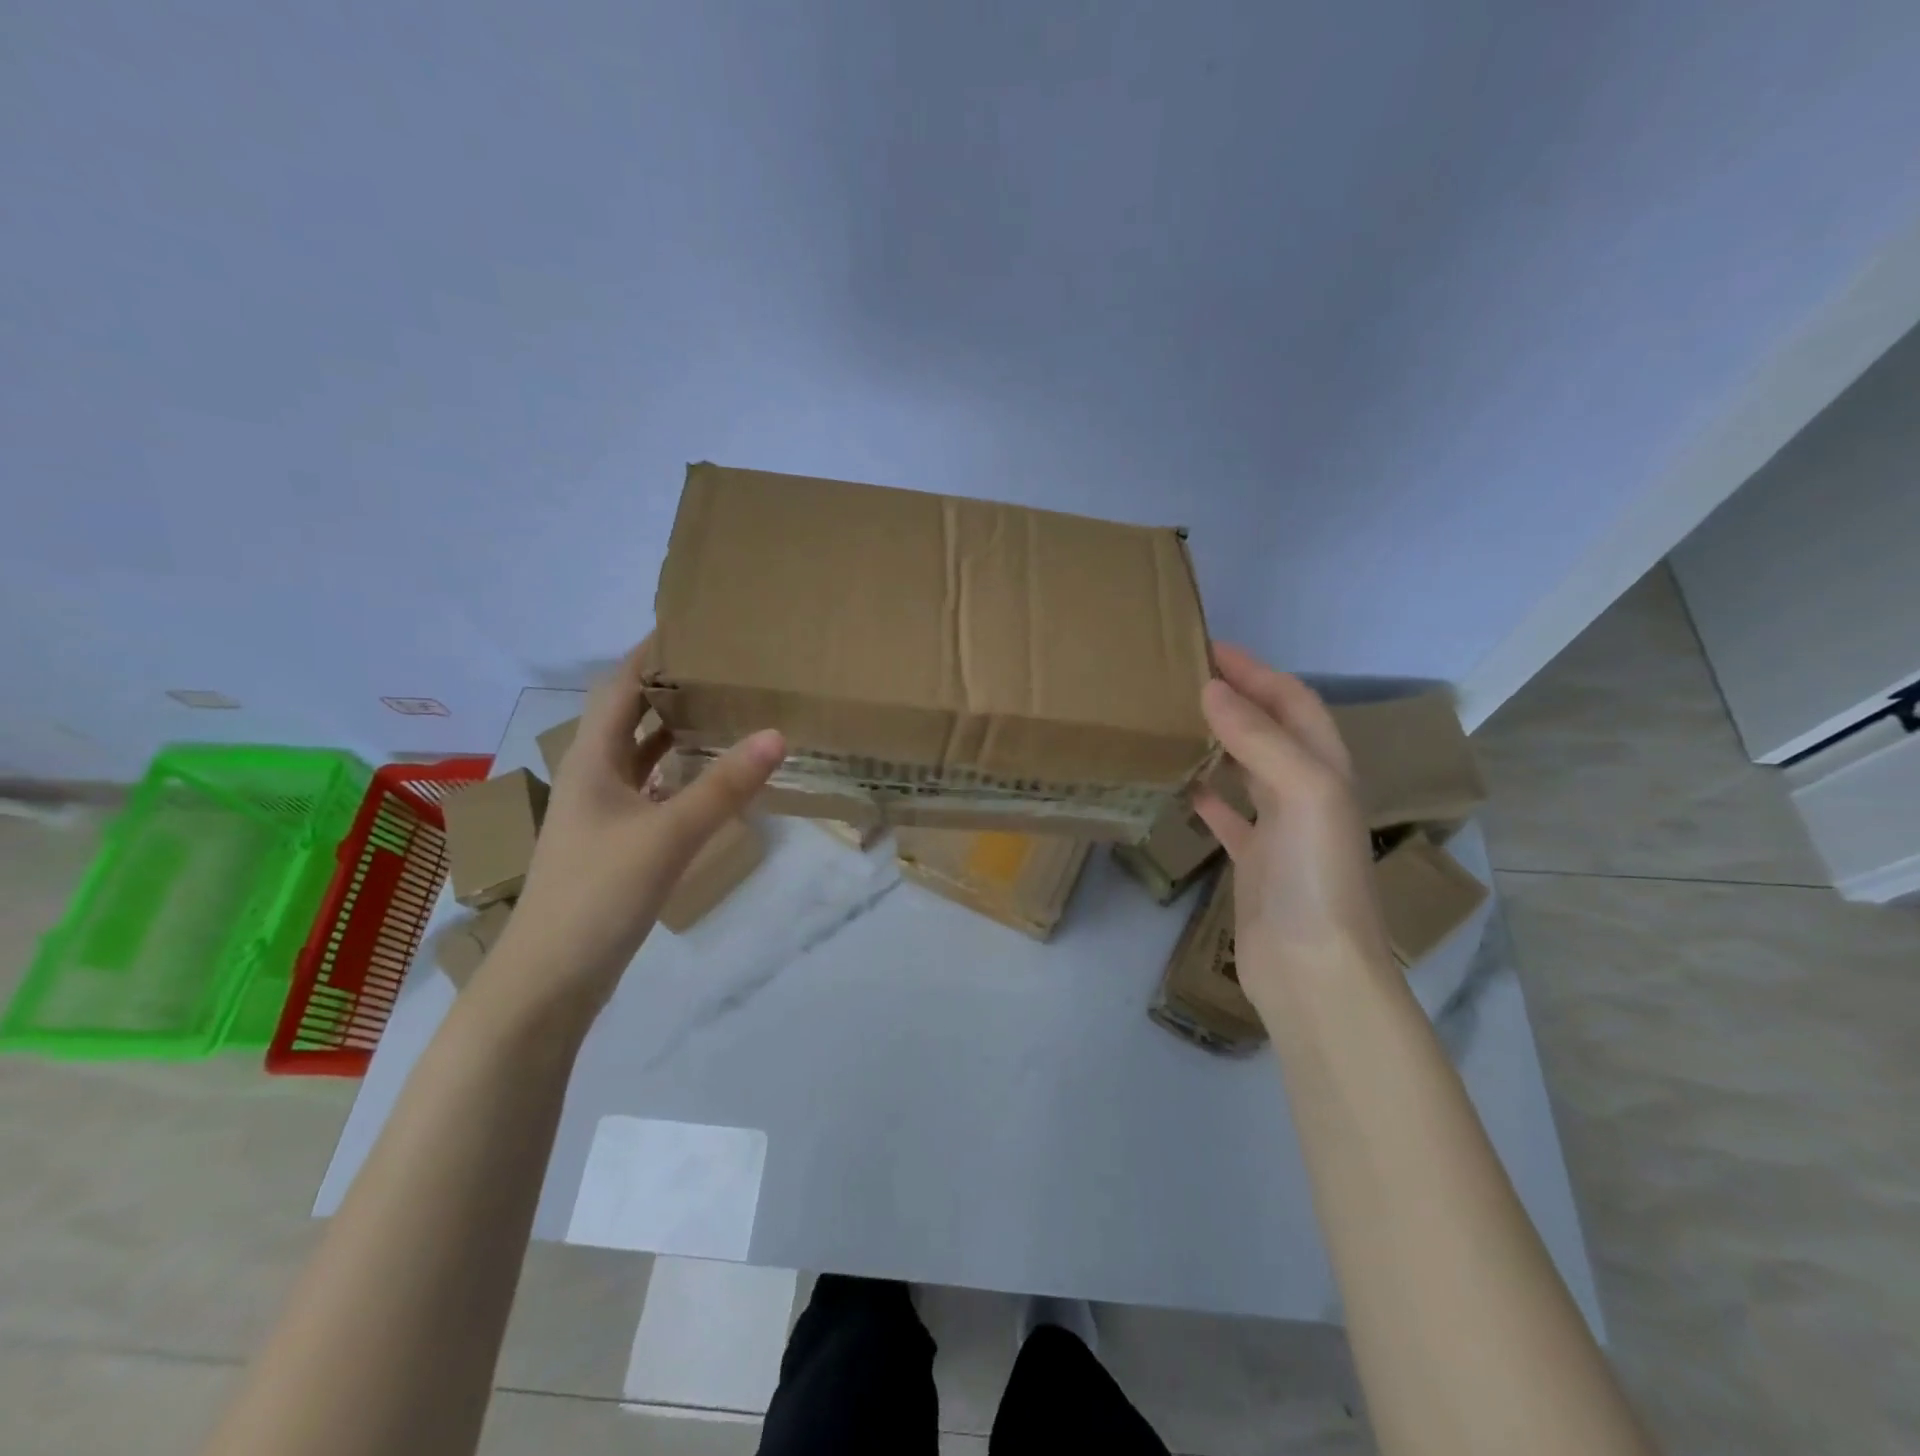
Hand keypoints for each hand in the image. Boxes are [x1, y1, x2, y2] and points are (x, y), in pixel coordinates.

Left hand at [490, 638, 785, 1011]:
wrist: (550, 980)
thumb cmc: (599, 894)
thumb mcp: (668, 835)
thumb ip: (723, 786)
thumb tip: (777, 733)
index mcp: (591, 760)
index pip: (619, 686)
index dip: (650, 652)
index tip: (693, 626)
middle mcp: (592, 777)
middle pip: (629, 716)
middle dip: (669, 688)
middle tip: (723, 668)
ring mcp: (601, 813)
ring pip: (640, 756)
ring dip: (675, 731)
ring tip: (724, 710)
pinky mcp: (615, 844)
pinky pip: (651, 791)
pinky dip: (678, 776)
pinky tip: (710, 778)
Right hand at [1192, 644, 1393, 1017]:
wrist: (1314, 971)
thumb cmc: (1315, 876)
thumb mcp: (1301, 792)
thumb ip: (1259, 738)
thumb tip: (1213, 690)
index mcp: (1326, 768)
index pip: (1292, 701)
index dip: (1257, 671)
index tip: (1209, 647)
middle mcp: (1307, 791)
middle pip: (1271, 729)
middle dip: (1237, 698)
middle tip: (1185, 678)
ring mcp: (1281, 829)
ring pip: (1248, 768)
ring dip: (1220, 741)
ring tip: (1177, 719)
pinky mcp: (1254, 861)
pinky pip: (1229, 814)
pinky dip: (1208, 793)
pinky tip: (1181, 784)